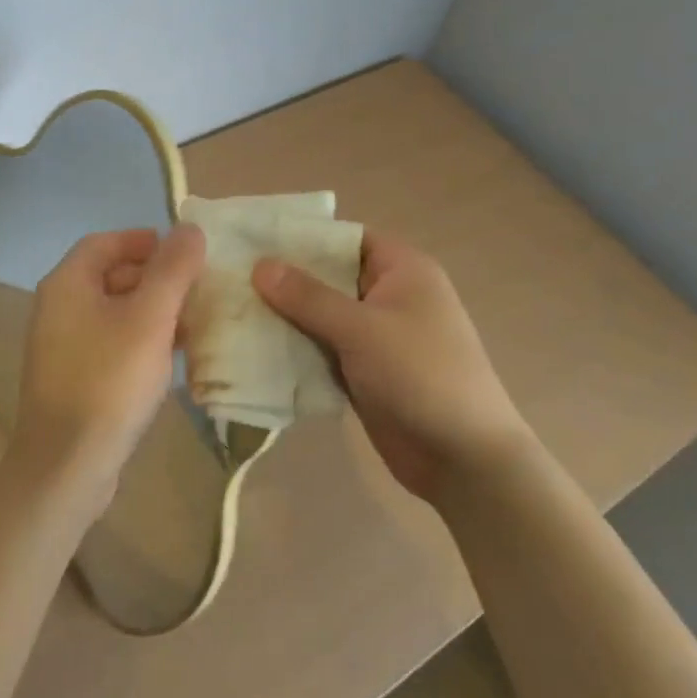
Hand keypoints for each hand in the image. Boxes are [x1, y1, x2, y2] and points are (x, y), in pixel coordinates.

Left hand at [13, 224, 205, 512]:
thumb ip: (172, 270)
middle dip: (154, 277)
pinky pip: (109, 342)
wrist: (67, 465)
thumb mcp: (150, 319)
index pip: (105, 242)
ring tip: (193, 322)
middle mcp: (57, 307)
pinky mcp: (72, 377)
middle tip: (195, 288)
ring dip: (151, 310)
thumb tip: (189, 228)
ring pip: (112, 311)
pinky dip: (139, 339)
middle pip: (109, 275)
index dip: (143, 240)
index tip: (182, 252)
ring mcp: (61, 345)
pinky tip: (170, 357)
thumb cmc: (109, 381)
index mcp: (67, 284)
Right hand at [253, 230, 528, 500]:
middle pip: (328, 276)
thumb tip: (260, 265)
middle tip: (231, 276)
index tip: (254, 239)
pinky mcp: (365, 371)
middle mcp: (389, 296)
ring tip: (232, 310)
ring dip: (285, 316)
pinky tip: (255, 348)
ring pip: (322, 315)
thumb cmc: (421, 376)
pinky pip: (323, 348)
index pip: (344, 238)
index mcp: (402, 270)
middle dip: (285, 279)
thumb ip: (308, 296)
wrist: (465, 460)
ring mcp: (377, 336)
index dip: (302, 237)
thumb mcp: (361, 330)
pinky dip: (296, 348)